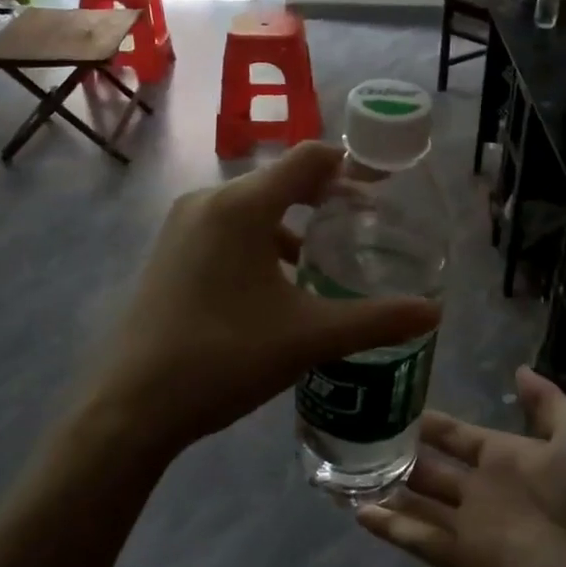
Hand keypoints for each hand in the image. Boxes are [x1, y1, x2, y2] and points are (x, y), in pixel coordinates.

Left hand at [82, 141, 440, 462]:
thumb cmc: (224, 358)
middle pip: (280, 181)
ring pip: (251, 207)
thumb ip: (375, 320)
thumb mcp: (308, 337)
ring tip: (325, 262)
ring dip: (290, 225)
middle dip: (324, 200)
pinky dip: (259, 242)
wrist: (131, 407)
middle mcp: (208, 201)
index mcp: (241, 206)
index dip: (350, 168)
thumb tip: (434, 313)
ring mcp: (182, 225)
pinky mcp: (169, 251)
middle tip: (363, 230)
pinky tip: (276, 286)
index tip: (382, 193)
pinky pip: (226, 228)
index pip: (308, 159)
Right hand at [358, 367, 565, 566]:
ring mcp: (472, 527)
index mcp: (505, 458)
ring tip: (343, 474)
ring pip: (417, 504)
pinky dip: (392, 530)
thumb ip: (546, 402)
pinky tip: (359, 513)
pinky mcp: (467, 562)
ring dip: (385, 492)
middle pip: (429, 469)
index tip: (392, 402)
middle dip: (397, 455)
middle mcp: (482, 489)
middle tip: (354, 437)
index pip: (455, 435)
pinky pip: (421, 542)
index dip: (428, 422)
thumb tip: (518, 368)